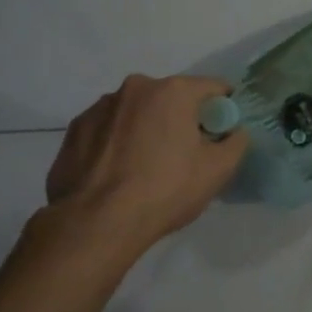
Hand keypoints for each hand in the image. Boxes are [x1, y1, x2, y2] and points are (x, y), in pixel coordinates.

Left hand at [45, 74, 248, 249]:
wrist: (96, 223)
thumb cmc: (165, 190)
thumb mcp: (219, 170)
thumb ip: (236, 141)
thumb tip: (233, 132)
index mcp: (173, 91)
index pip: (212, 88)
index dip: (223, 109)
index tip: (221, 133)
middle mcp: (135, 88)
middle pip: (171, 98)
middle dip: (181, 119)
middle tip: (184, 154)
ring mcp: (100, 107)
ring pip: (136, 112)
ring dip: (146, 129)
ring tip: (145, 167)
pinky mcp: (74, 130)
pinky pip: (108, 130)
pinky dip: (117, 143)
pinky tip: (118, 173)